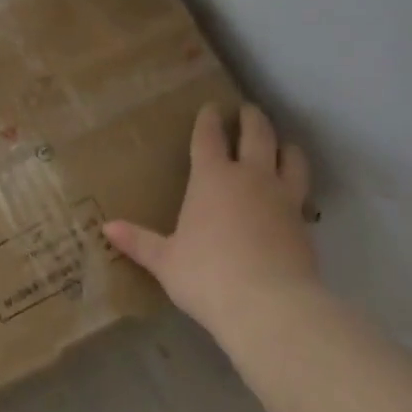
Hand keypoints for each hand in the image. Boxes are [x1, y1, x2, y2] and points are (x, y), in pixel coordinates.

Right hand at [104, 103, 317, 334]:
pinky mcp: (304, 222)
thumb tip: (107, 227)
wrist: (268, 304)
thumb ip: (139, 241)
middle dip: (251, 119)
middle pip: (257, 135)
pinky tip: (294, 193)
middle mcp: (250, 178)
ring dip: (285, 146)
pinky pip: (303, 192)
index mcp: (212, 178)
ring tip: (282, 145)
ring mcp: (282, 197)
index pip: (210, 137)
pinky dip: (298, 184)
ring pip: (291, 158)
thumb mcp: (165, 261)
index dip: (209, 119)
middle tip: (248, 110)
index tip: (211, 107)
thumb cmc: (207, 276)